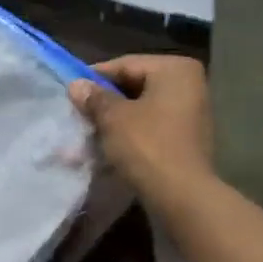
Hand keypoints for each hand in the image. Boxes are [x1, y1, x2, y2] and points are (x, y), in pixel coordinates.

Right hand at [68, 55, 213, 203]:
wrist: (182, 196)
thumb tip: (76, 85)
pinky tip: (108, 149)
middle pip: (135, 87)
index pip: (125, 65)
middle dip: (105, 103)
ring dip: (115, 122)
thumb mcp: (114, 118)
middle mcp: (189, 85)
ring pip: (142, 110)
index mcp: (175, 69)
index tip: (70, 92)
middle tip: (77, 115)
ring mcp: (191, 114)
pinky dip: (130, 136)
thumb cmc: (148, 146)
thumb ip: (95, 98)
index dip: (95, 78)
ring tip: (87, 134)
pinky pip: (152, 130)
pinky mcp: (187, 141)